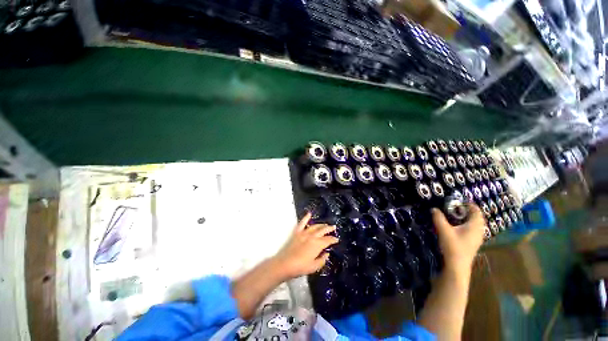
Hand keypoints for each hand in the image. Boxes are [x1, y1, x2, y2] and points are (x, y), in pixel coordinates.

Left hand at [273, 213, 338, 278]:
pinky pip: (302, 223)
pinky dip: (306, 218)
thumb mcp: (314, 266)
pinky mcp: (297, 233)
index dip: (333, 239)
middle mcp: (312, 236)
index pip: (328, 240)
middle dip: (329, 229)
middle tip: (334, 227)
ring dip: (321, 225)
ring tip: (325, 224)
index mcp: (317, 244)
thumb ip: (322, 260)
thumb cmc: (300, 267)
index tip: (336, 239)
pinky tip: (309, 214)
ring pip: (314, 226)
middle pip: (323, 230)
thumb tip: (326, 254)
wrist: (285, 264)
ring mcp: (304, 233)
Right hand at [431, 204, 485, 274]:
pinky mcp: (472, 243)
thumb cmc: (453, 246)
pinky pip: (471, 229)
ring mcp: (476, 238)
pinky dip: (465, 225)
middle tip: (454, 206)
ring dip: (466, 218)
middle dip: (467, 210)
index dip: (469, 204)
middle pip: (476, 217)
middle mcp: (478, 231)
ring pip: (474, 224)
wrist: (457, 266)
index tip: (459, 200)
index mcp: (474, 226)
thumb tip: (434, 209)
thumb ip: (438, 218)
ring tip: (454, 215)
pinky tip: (455, 226)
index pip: (476, 211)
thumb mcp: (443, 230)